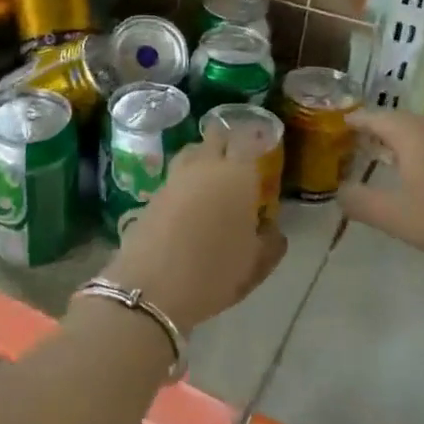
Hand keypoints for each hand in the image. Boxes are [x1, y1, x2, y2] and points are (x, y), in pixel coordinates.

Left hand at [105, 129, 287, 333]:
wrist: (152, 287)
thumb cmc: (214, 272)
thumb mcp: (255, 265)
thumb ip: (270, 242)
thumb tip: (271, 229)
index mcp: (238, 175)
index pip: (248, 139)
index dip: (257, 137)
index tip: (264, 143)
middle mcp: (206, 166)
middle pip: (216, 137)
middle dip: (228, 140)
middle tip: (239, 158)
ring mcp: (175, 177)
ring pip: (192, 152)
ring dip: (204, 156)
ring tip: (213, 176)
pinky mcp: (153, 193)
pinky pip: (176, 175)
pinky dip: (186, 179)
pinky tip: (191, 200)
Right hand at [337, 108, 423, 266]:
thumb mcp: (394, 216)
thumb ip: (360, 203)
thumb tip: (339, 192)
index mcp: (411, 134)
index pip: (374, 117)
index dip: (354, 120)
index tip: (336, 124)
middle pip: (398, 120)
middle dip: (375, 129)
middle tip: (354, 140)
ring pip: (420, 132)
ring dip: (398, 140)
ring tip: (381, 154)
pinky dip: (418, 151)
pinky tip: (418, 172)